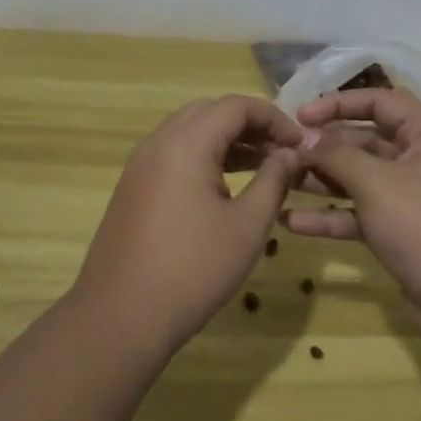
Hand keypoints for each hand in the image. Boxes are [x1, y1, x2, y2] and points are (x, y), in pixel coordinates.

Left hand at [74, 95, 305, 354]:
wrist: (122, 315)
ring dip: (226, 140)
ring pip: (189, 132)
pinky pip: (173, 154)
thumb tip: (288, 154)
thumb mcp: (247, 225)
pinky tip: (225, 186)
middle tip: (280, 151)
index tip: (299, 144)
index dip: (273, 117)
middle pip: (210, 112)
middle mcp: (158, 143)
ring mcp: (140, 165)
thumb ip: (273, 180)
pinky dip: (204, 157)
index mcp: (186, 143)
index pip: (235, 105)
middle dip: (249, 124)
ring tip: (262, 167)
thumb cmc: (193, 268)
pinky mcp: (133, 187)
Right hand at [283, 90, 420, 344]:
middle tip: (284, 155)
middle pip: (367, 141)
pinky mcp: (404, 231)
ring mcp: (414, 197)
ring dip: (322, 182)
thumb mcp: (375, 184)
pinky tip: (292, 223)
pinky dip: (333, 216)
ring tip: (280, 184)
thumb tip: (306, 138)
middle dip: (324, 149)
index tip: (300, 117)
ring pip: (361, 179)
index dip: (338, 103)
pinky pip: (364, 213)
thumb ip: (336, 155)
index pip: (381, 101)